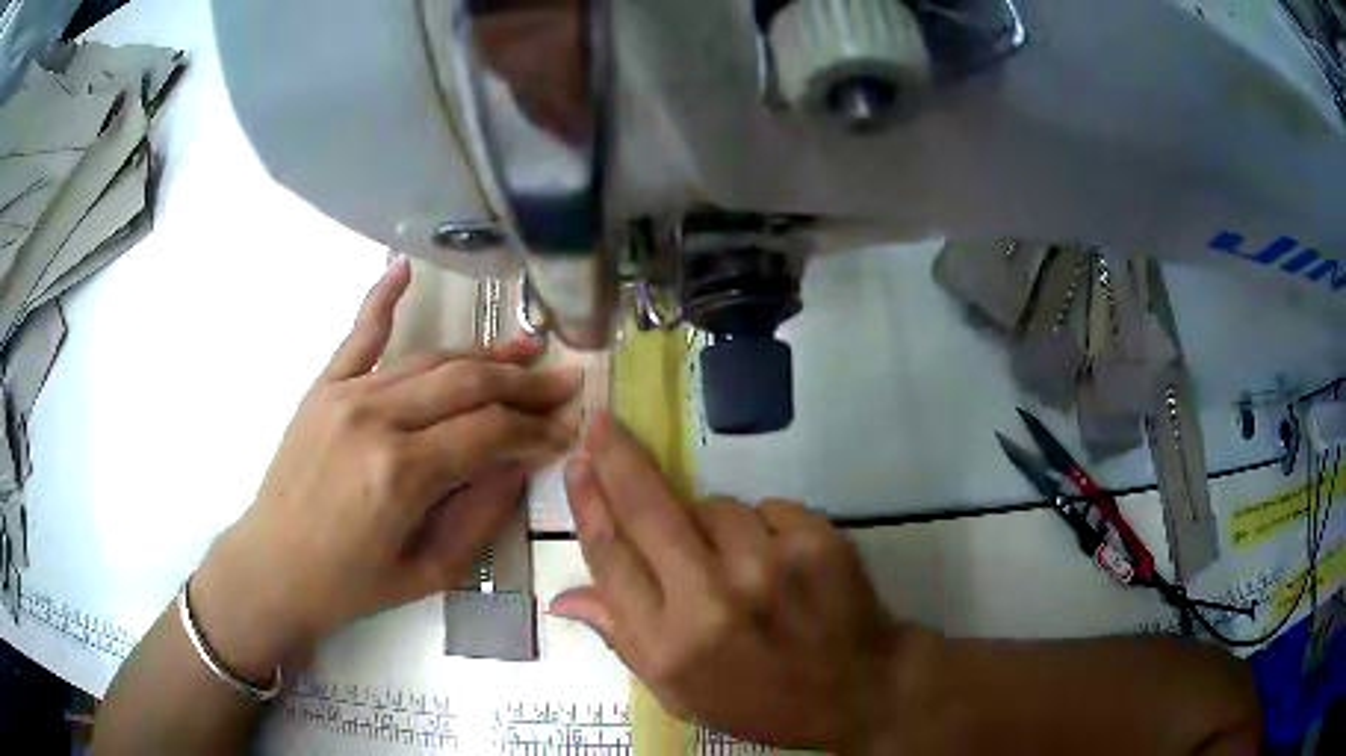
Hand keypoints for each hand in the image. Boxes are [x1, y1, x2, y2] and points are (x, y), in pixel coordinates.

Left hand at [192, 257, 582, 680]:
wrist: (271, 568)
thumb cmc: (350, 585)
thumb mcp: (428, 573)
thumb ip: (480, 515)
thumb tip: (520, 463)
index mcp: (402, 474)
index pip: (490, 431)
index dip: (535, 428)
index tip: (565, 429)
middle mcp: (376, 419)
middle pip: (468, 383)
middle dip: (524, 383)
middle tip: (564, 381)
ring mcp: (346, 395)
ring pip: (430, 360)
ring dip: (483, 353)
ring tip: (526, 347)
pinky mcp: (323, 388)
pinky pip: (359, 335)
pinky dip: (382, 298)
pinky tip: (403, 268)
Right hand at [551, 414, 932, 751]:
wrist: (858, 688)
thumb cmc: (759, 699)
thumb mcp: (679, 692)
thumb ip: (622, 638)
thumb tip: (563, 596)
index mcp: (670, 644)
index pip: (610, 558)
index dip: (587, 505)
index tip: (577, 465)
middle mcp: (713, 600)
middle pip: (648, 510)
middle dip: (618, 459)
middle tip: (601, 423)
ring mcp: (770, 564)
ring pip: (714, 505)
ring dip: (710, 523)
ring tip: (736, 566)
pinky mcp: (816, 539)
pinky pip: (765, 507)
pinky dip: (761, 527)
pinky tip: (776, 562)